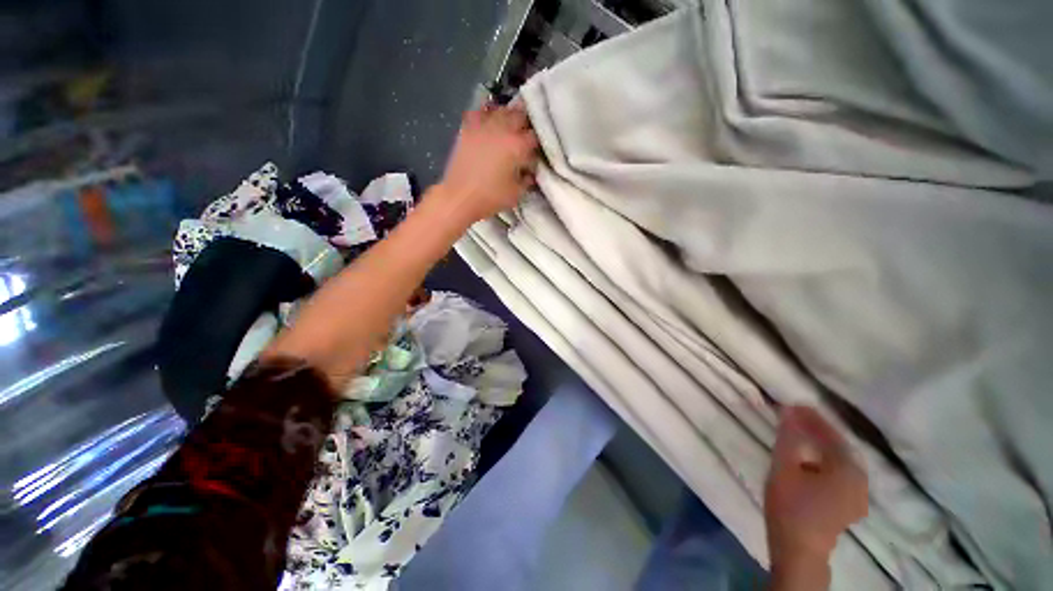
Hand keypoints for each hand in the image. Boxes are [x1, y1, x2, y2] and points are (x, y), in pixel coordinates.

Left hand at [437, 102, 539, 222]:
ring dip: (509, 117)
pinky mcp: (468, 128)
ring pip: (501, 110)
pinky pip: (480, 112)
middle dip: (526, 124)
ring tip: (510, 127)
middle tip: (525, 137)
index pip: (535, 136)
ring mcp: (484, 126)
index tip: (536, 151)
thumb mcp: (517, 193)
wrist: (460, 197)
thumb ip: (527, 179)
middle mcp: (503, 129)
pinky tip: (488, 123)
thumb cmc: (491, 197)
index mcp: (518, 146)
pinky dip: (487, 114)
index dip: (537, 143)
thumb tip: (529, 172)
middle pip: (520, 115)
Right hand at [765, 406, 867, 566]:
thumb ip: (788, 437)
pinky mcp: (850, 503)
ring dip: (820, 445)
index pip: (830, 434)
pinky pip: (839, 472)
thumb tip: (788, 409)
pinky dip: (825, 460)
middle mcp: (860, 479)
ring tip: (800, 434)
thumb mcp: (784, 467)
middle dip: (817, 430)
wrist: (799, 549)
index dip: (811, 417)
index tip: (793, 403)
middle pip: (838, 446)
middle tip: (795, 417)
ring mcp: (858, 494)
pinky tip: (810, 459)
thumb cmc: (790, 506)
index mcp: (848, 469)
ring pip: (839, 460)